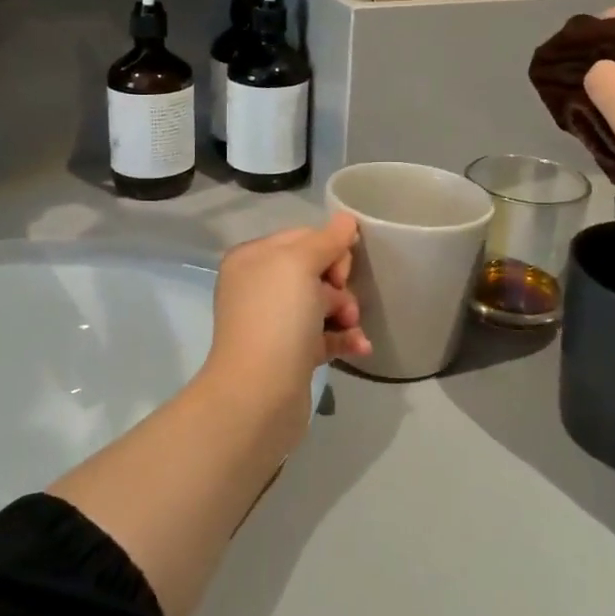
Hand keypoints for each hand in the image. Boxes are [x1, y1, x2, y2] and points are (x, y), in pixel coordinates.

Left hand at [202, 214, 372, 406]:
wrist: (258, 396)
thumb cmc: (277, 318)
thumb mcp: (300, 264)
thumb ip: (326, 239)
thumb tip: (346, 219)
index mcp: (253, 259)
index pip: (302, 237)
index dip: (329, 249)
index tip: (340, 270)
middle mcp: (259, 287)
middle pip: (315, 270)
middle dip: (339, 284)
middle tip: (342, 303)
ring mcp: (274, 322)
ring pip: (323, 303)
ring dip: (346, 312)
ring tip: (351, 327)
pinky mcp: (290, 354)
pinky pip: (325, 335)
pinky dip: (344, 338)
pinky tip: (361, 347)